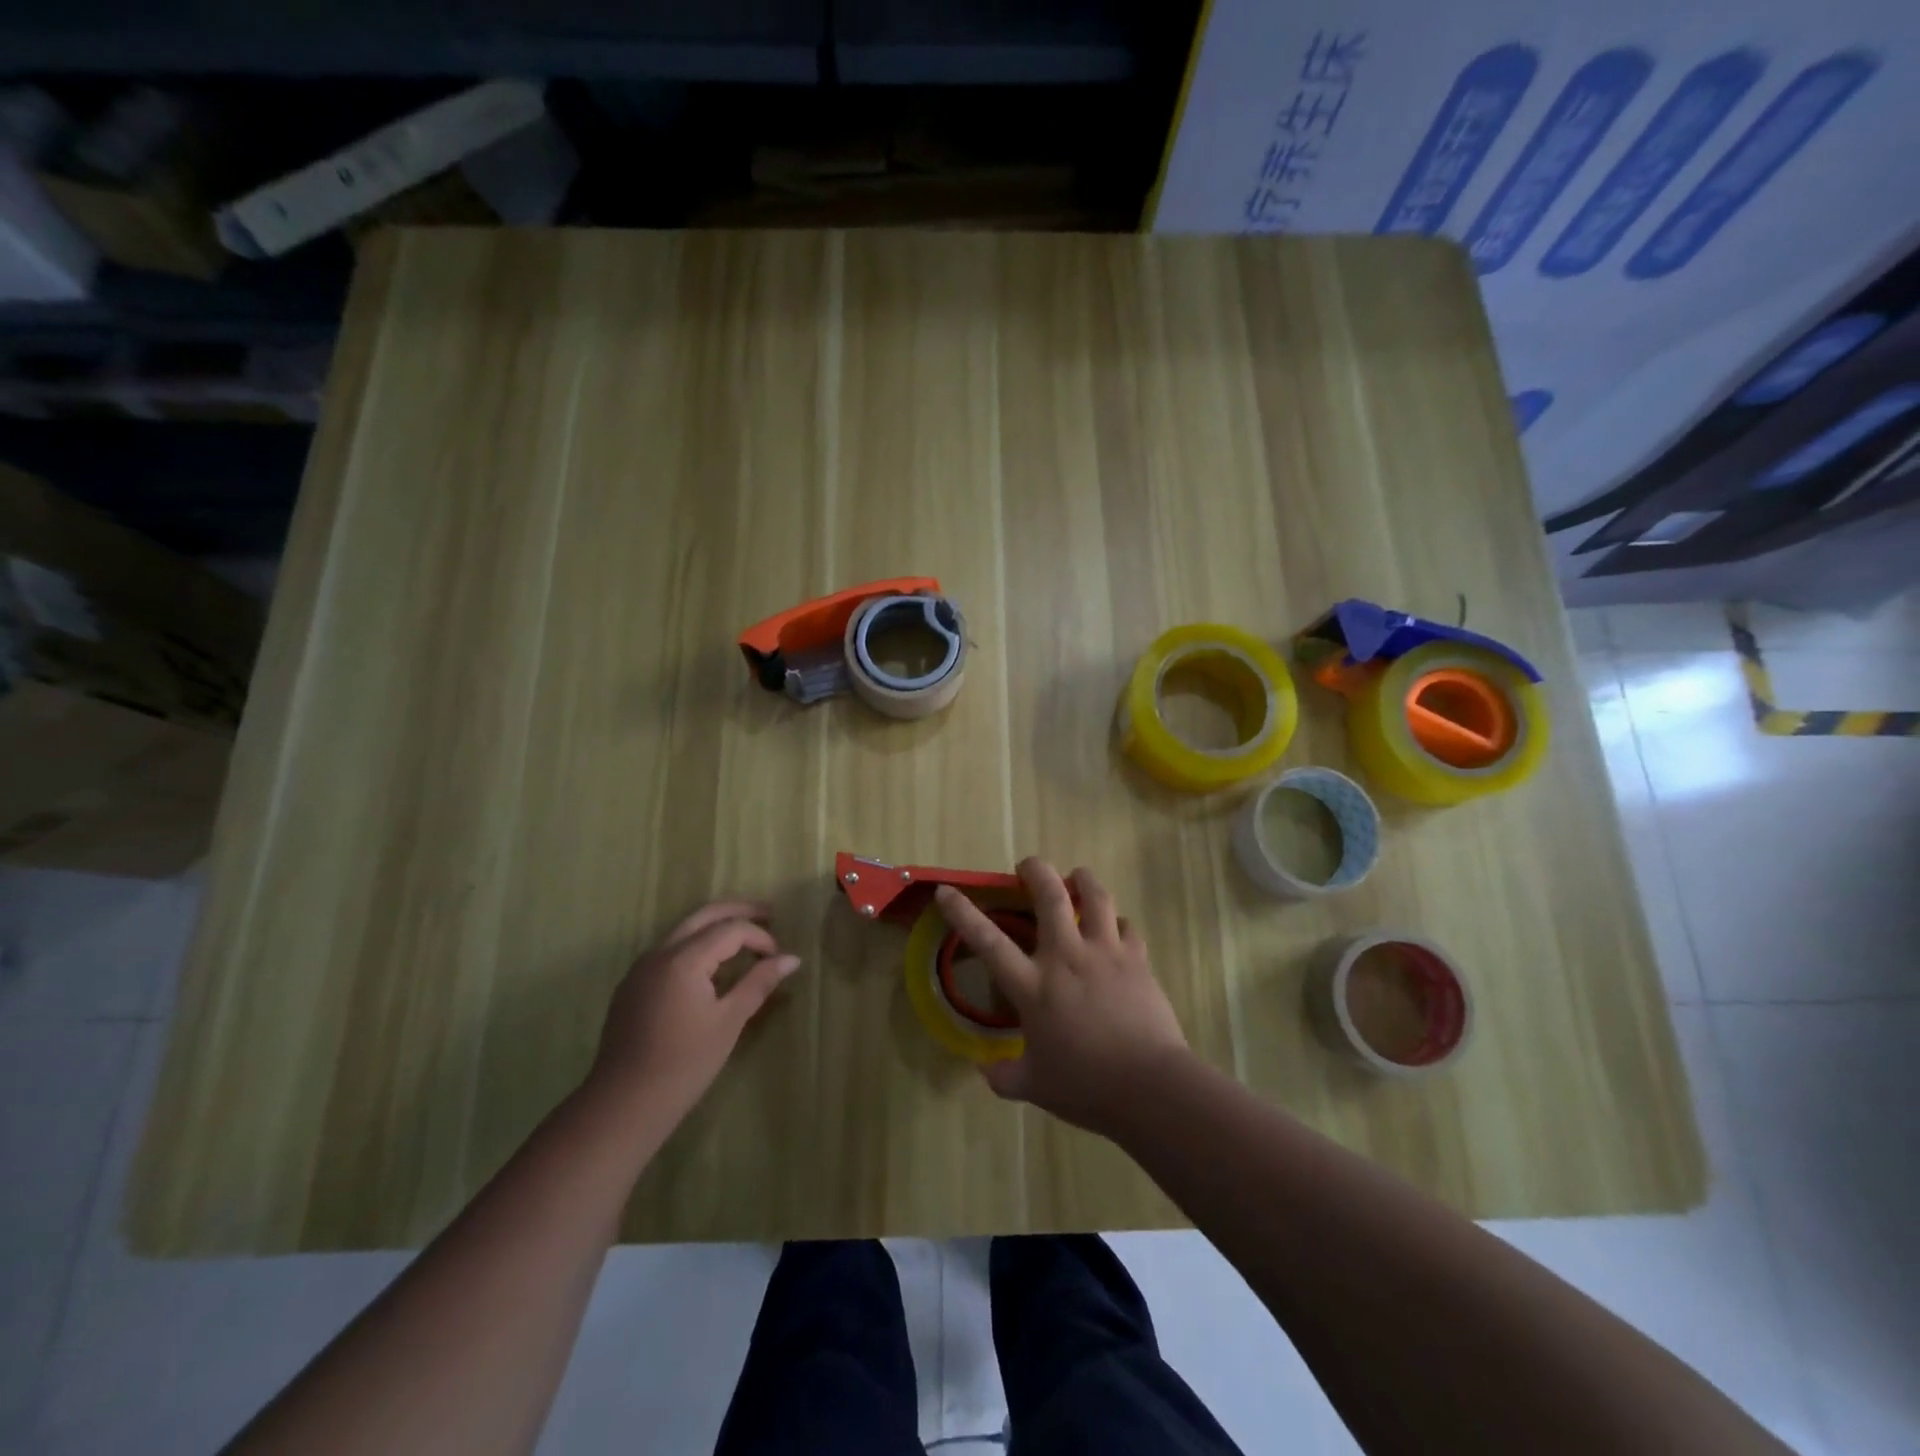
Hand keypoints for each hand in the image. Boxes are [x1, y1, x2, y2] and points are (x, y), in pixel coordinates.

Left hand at [588, 901, 802, 1124]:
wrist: (623, 1104)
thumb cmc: (684, 1063)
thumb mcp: (729, 1022)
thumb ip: (759, 983)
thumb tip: (792, 958)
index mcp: (683, 959)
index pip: (730, 929)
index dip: (759, 936)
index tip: (778, 957)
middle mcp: (659, 953)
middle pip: (704, 916)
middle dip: (738, 911)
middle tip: (769, 913)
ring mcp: (641, 968)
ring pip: (684, 930)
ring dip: (715, 926)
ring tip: (745, 936)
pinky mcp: (632, 985)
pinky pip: (669, 951)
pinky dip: (696, 945)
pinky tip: (712, 965)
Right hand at [934, 859, 1189, 1137]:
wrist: (1150, 1087)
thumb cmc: (1086, 1086)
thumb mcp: (1034, 1086)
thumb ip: (1004, 1075)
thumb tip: (984, 1069)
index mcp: (1034, 987)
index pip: (989, 942)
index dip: (963, 912)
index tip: (946, 890)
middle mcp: (1066, 958)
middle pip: (1050, 896)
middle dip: (1036, 871)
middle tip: (1028, 866)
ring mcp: (1105, 953)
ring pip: (1096, 897)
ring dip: (1083, 880)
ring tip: (1077, 877)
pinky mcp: (1137, 960)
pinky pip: (1127, 926)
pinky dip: (1117, 921)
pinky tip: (1115, 927)